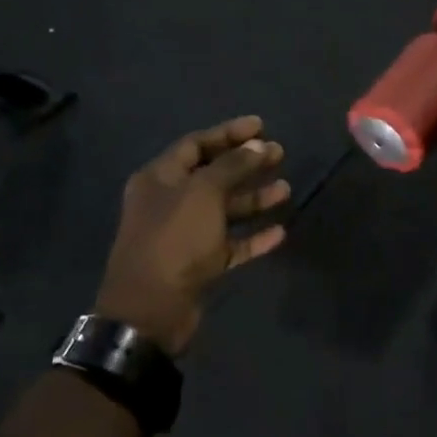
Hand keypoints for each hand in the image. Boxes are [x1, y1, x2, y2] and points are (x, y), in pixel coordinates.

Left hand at [95, 116, 290, 352]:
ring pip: (225, 209)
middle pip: (214, 175)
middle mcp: (170, 202)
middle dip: (247, 164)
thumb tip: (257, 144)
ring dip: (254, 198)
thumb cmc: (174, 240)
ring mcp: (185, 234)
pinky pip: (230, 243)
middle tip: (280, 154)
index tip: (261, 126)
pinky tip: (279, 232)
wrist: (151, 310)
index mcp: (160, 178)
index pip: (196, 144)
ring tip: (286, 190)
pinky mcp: (199, 263)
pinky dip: (253, 236)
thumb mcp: (203, 193)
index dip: (229, 133)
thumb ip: (232, 166)